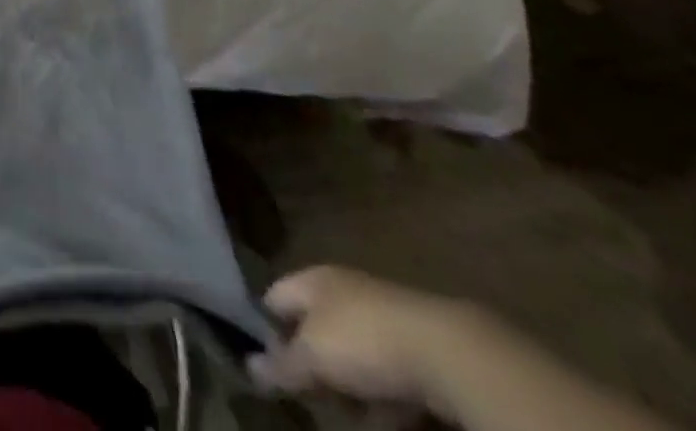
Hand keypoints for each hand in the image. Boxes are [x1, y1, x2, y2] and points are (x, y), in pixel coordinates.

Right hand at [250, 266, 478, 409]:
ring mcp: (380, 316)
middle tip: (312, 396)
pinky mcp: (414, 345)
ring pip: (352, 352)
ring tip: (351, 413)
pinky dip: (382, 394)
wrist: (447, 353)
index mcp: (312, 279)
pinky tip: (386, 417)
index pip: (275, 297)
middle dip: (312, 363)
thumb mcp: (314, 357)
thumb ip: (282, 363)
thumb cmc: (363, 341)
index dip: (267, 328)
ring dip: (348, 383)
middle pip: (315, 327)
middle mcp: (341, 289)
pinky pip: (386, 371)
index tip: (268, 364)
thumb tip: (249, 367)